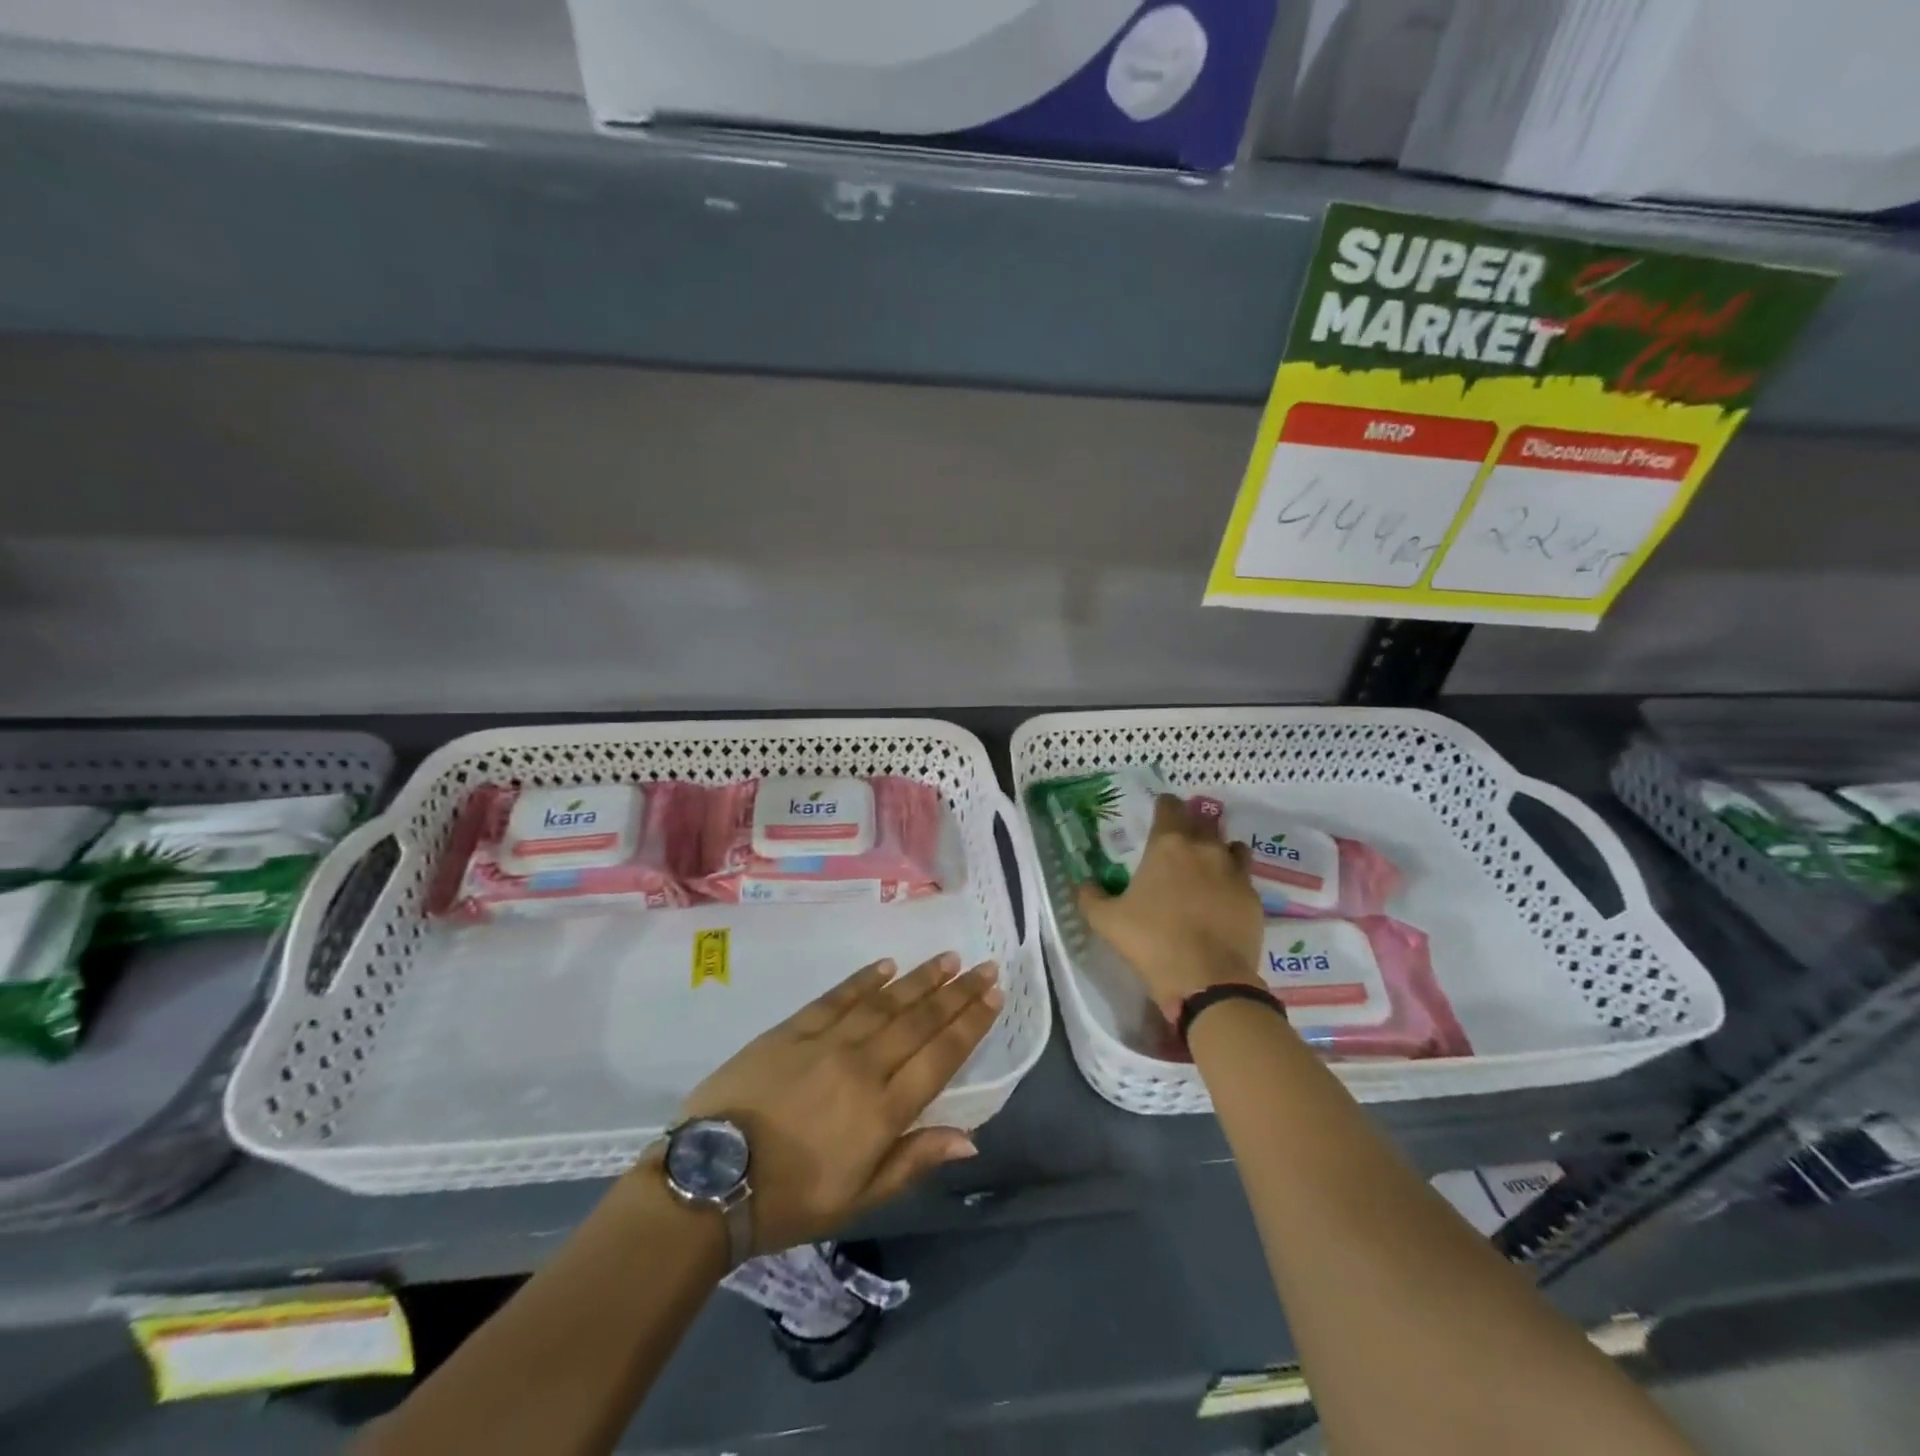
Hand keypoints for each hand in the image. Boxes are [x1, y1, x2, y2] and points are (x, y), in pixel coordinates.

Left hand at [675, 953, 1000, 1253]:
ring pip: (885, 1002)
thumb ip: (914, 1160)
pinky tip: (886, 965)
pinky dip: (863, 980)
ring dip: (920, 979)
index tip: (994, 996)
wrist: (711, 1179)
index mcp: (883, 1111)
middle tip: (984, 966)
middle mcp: (863, 1066)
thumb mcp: (858, 1198)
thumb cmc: (790, 1200)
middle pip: (920, 1021)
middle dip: (957, 992)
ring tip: (947, 959)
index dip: (971, 1024)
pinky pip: (837, 997)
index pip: (940, 1056)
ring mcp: (827, 1042)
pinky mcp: (792, 1028)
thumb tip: (969, 1139)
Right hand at [1078, 794, 1263, 1019]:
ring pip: (1231, 845)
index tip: (1160, 810)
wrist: (1207, 978)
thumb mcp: (1106, 921)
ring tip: (1208, 865)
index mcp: (1168, 846)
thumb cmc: (1151, 941)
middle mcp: (1205, 849)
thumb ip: (1090, 896)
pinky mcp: (1254, 898)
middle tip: (1180, 840)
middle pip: (1203, 821)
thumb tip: (1085, 884)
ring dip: (1219, 848)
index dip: (1164, 805)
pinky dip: (1234, 881)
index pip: (1169, 807)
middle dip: (1192, 824)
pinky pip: (1245, 878)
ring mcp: (1234, 873)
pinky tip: (1223, 899)